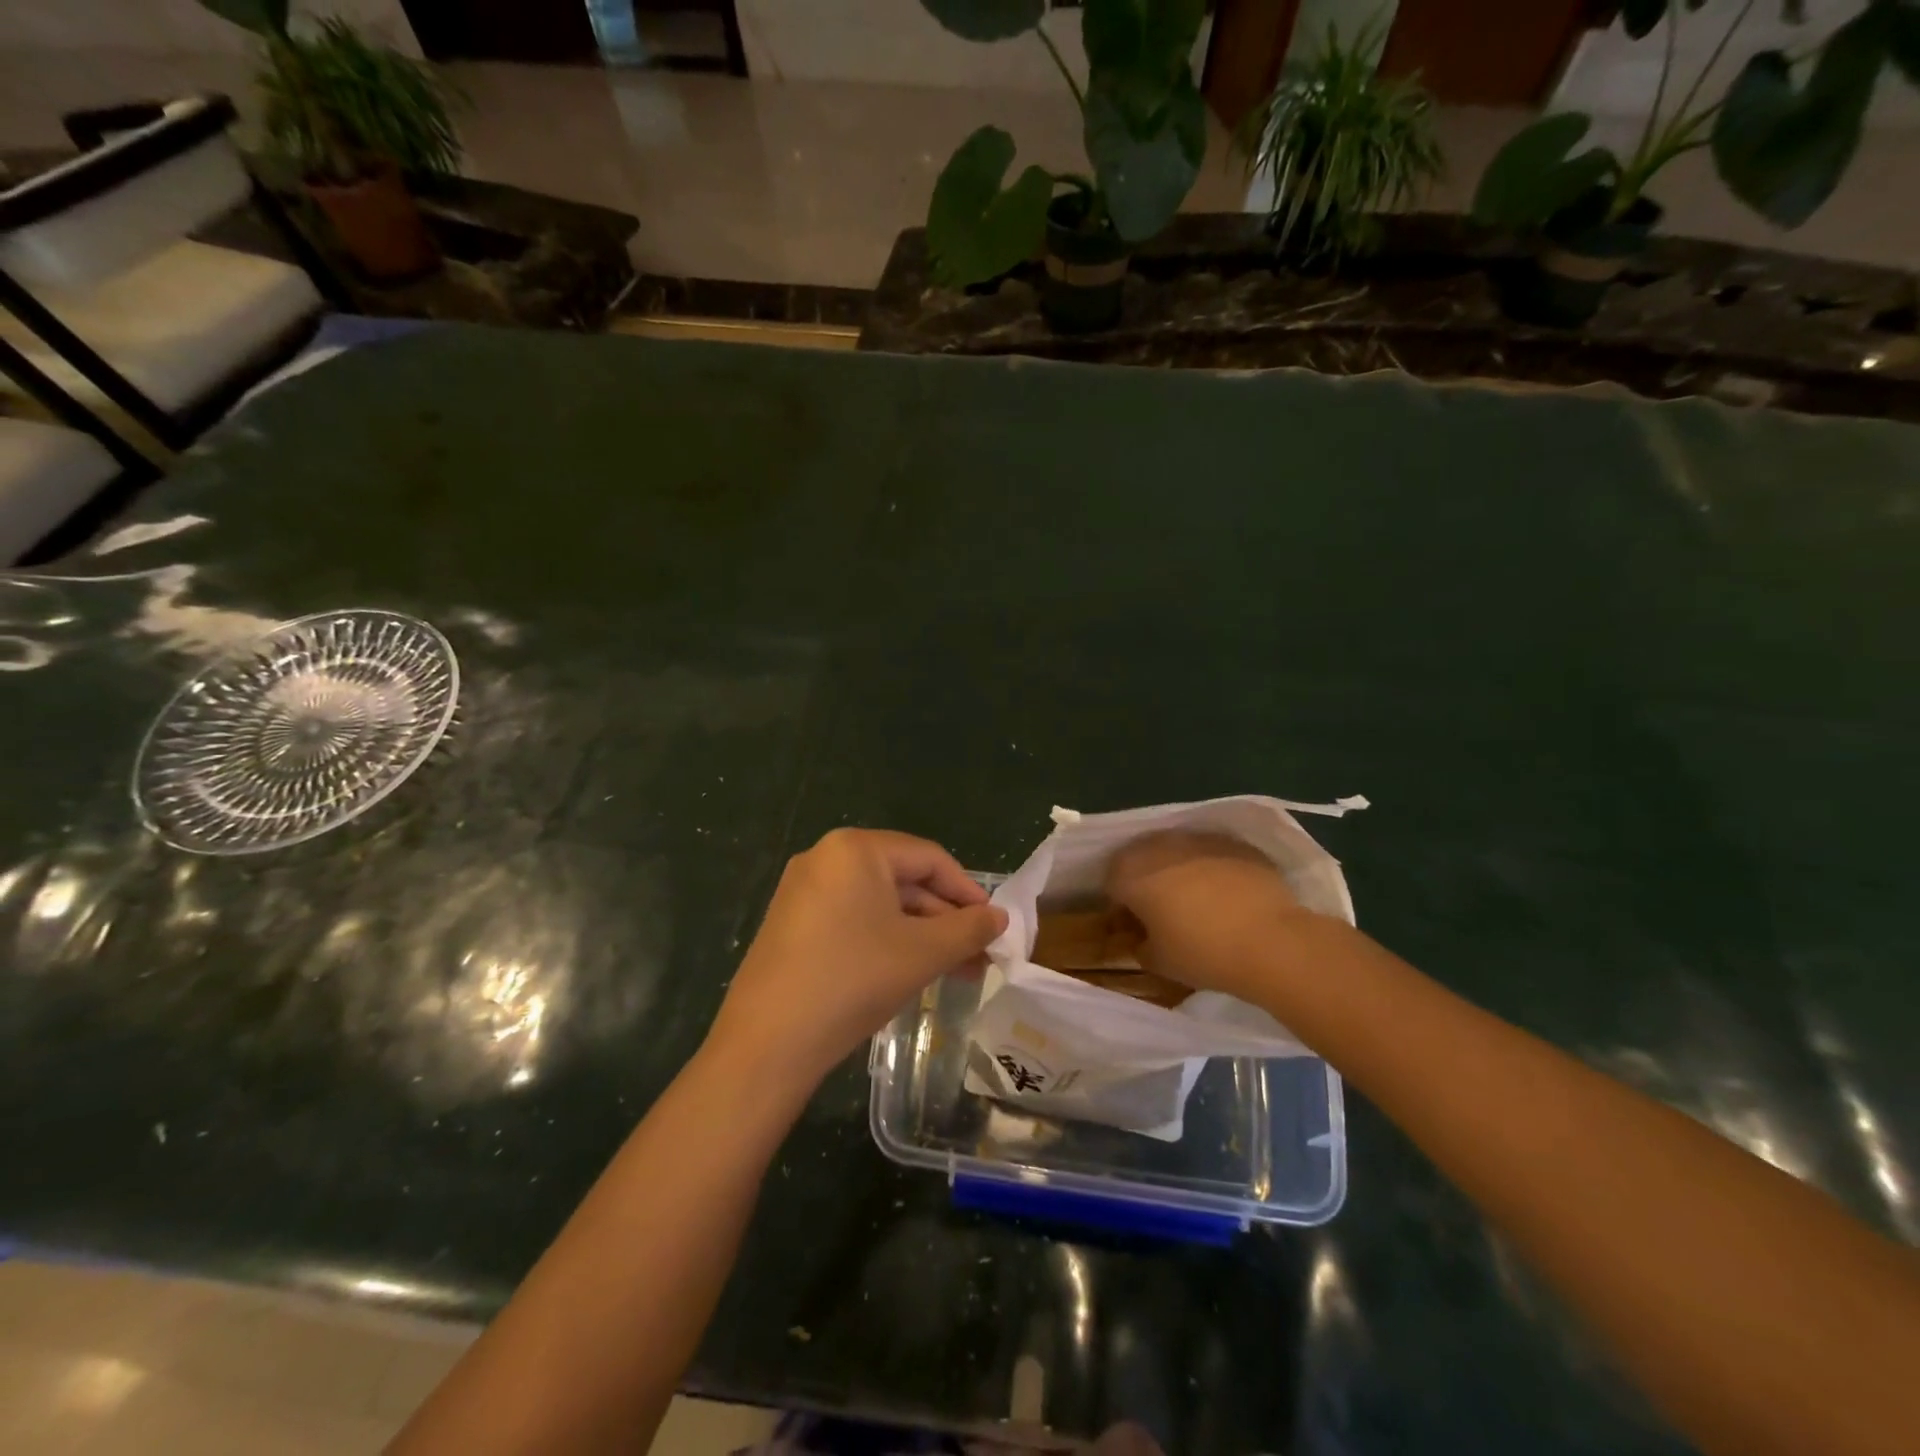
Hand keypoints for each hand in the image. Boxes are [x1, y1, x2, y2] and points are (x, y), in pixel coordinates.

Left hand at [709, 828, 1007, 1089]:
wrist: (767, 1044)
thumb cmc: (852, 980)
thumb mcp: (922, 953)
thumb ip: (968, 929)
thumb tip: (999, 918)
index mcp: (855, 849)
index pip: (929, 858)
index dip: (968, 891)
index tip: (994, 925)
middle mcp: (825, 857)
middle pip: (904, 879)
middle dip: (945, 919)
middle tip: (979, 955)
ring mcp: (804, 890)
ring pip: (880, 903)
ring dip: (921, 933)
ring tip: (954, 970)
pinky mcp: (793, 922)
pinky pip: (853, 918)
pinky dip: (887, 939)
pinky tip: (909, 970)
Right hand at [1105, 831, 1310, 995]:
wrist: (1272, 942)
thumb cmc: (1203, 953)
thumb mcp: (1158, 962)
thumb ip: (1141, 946)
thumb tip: (1143, 939)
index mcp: (1131, 873)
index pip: (1111, 883)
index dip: (1120, 905)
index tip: (1134, 926)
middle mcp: (1159, 846)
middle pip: (1141, 858)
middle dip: (1146, 880)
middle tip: (1162, 911)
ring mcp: (1199, 839)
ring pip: (1177, 851)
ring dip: (1178, 870)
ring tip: (1197, 901)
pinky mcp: (1234, 843)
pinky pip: (1211, 853)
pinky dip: (1212, 868)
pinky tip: (1227, 895)